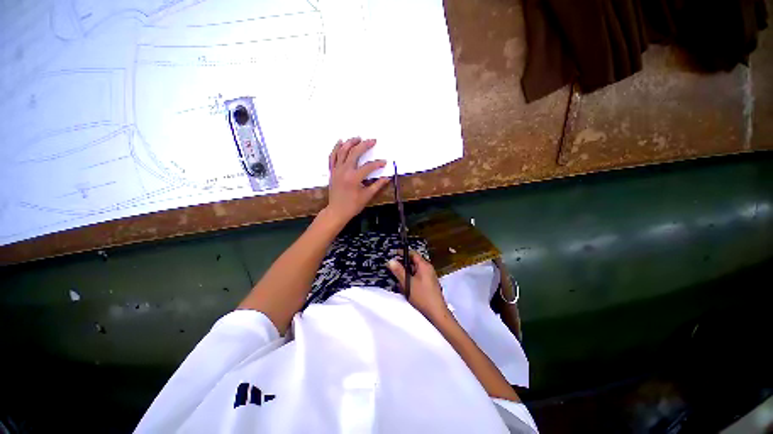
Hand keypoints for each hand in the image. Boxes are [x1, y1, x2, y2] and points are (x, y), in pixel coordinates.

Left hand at [325, 137, 390, 225]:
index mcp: (354, 178)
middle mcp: (345, 170)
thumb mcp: (367, 196)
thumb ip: (377, 185)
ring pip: (342, 151)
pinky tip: (340, 142)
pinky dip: (336, 148)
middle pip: (355, 153)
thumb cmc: (353, 205)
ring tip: (358, 138)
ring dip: (350, 143)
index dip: (378, 163)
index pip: (369, 166)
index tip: (384, 162)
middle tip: (372, 140)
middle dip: (365, 145)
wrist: (337, 211)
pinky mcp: (332, 171)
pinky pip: (332, 157)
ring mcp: (336, 170)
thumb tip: (387, 178)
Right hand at [388, 251, 449, 320]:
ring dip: (406, 273)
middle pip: (413, 262)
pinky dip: (411, 279)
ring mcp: (429, 276)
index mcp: (424, 265)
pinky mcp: (429, 283)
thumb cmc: (422, 296)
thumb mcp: (407, 283)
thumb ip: (399, 271)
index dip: (402, 253)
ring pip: (415, 270)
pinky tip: (406, 287)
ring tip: (398, 279)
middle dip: (403, 265)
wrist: (436, 313)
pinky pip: (418, 277)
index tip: (393, 255)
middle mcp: (428, 268)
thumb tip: (391, 261)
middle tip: (393, 268)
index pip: (412, 253)